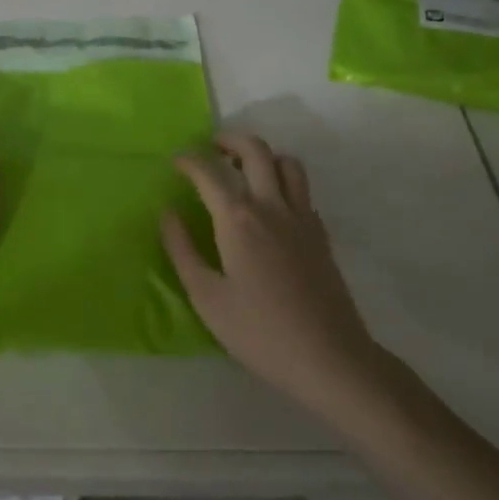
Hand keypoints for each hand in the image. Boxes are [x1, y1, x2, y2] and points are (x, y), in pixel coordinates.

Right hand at [162, 133, 381, 414]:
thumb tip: (167, 213)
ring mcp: (302, 218)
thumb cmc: (260, 332)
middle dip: (230, 140)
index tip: (175, 160)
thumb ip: (182, 250)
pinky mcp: (321, 235)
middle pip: (255, 150)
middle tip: (211, 148)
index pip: (209, 172)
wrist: (331, 359)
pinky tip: (272, 207)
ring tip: (244, 170)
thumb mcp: (207, 298)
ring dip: (264, 156)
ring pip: (287, 163)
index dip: (189, 160)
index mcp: (238, 219)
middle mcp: (272, 206)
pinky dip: (284, 183)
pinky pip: (303, 191)